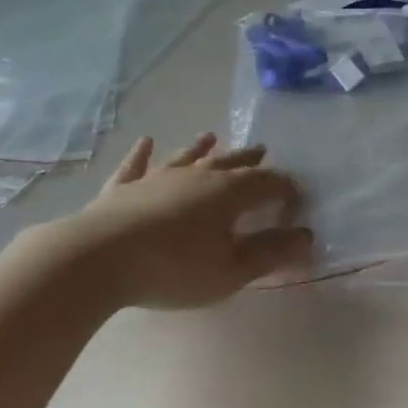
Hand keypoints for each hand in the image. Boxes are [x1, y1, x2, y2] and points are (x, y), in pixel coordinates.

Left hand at [58, 134, 312, 309]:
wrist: (101, 257)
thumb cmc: (174, 268)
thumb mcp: (230, 271)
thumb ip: (269, 253)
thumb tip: (306, 236)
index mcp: (228, 192)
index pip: (266, 183)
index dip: (284, 189)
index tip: (296, 197)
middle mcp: (196, 175)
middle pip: (229, 162)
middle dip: (248, 159)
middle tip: (262, 149)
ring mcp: (157, 177)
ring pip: (186, 157)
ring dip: (200, 148)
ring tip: (212, 136)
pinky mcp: (124, 188)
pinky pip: (136, 165)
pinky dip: (142, 154)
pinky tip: (145, 141)